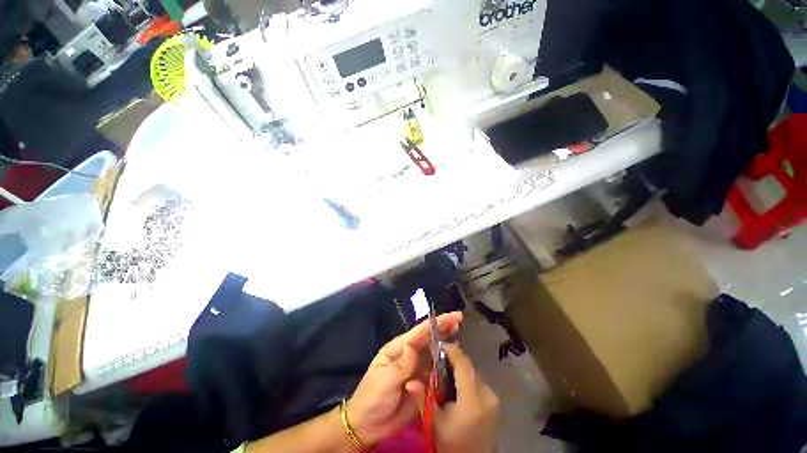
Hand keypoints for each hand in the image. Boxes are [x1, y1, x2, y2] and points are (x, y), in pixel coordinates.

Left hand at [346, 312, 462, 445]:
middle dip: (443, 328)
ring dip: (445, 342)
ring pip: (433, 352)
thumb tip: (413, 347)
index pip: (419, 332)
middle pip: (428, 338)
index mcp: (398, 348)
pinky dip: (445, 363)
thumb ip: (401, 365)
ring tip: (458, 333)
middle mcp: (409, 354)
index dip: (436, 323)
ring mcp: (416, 368)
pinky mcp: (421, 382)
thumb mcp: (384, 380)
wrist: (368, 425)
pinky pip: (435, 370)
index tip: (453, 316)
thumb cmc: (372, 397)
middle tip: (459, 320)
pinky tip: (454, 359)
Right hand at [433, 343, 498, 452]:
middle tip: (437, 360)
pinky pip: (477, 381)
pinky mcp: (493, 401)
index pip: (464, 364)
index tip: (439, 345)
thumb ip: (423, 399)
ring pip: (473, 372)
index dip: (452, 351)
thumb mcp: (434, 423)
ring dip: (459, 369)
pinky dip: (466, 378)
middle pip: (468, 366)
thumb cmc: (452, 443)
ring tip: (444, 372)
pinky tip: (455, 386)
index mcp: (472, 399)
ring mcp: (492, 398)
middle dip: (453, 360)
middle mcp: (486, 394)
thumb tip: (409, 381)